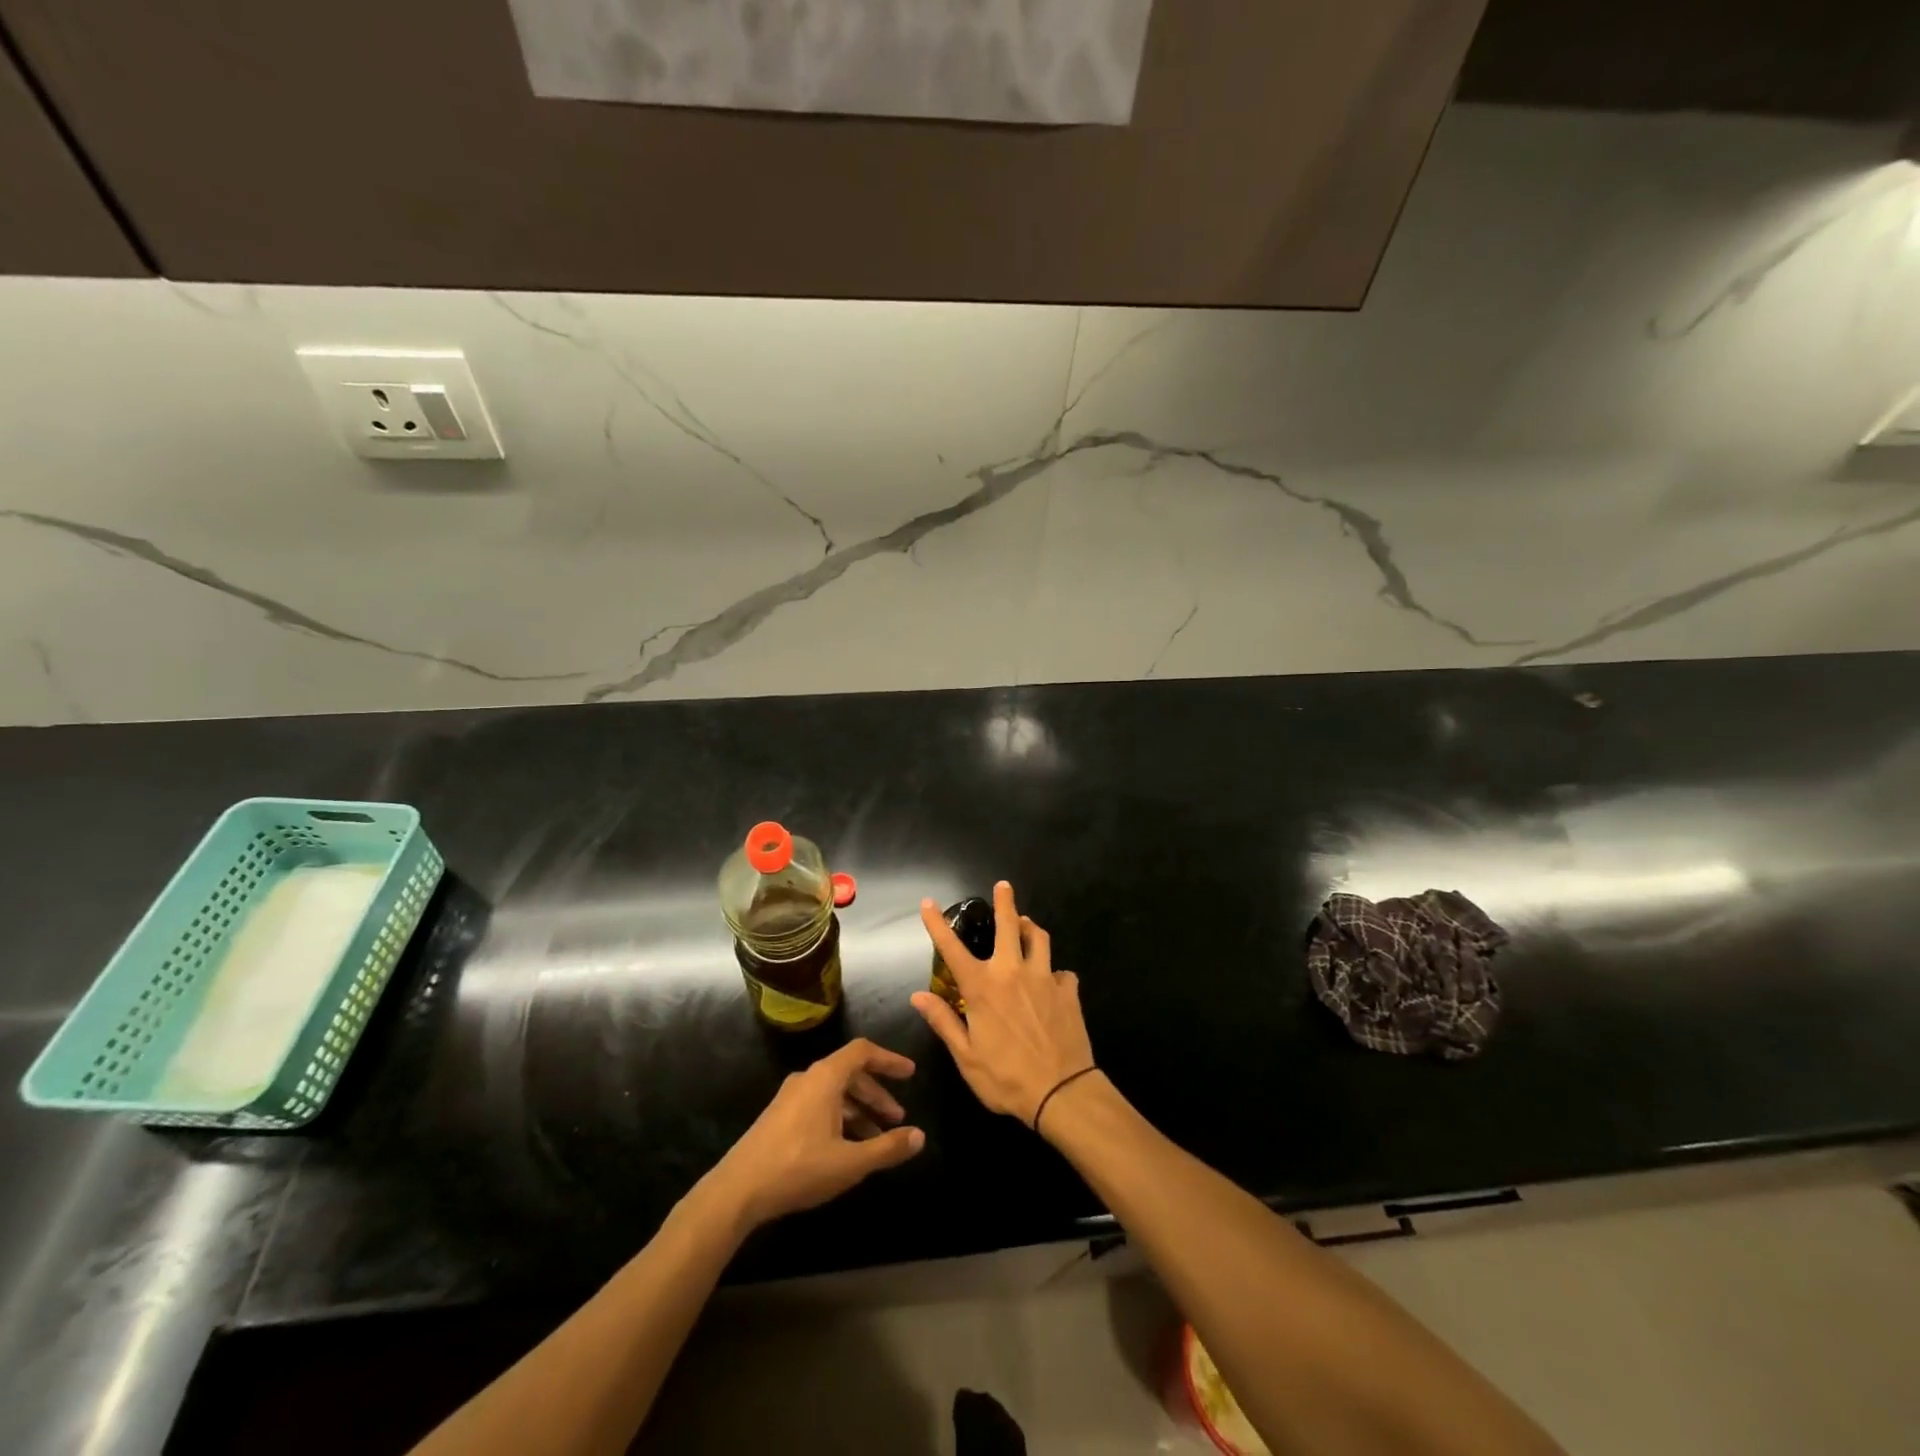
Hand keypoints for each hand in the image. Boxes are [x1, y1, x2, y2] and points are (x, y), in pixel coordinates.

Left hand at [701, 1039, 924, 1231]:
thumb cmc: (798, 1168)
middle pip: (850, 1073)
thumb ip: (887, 1148)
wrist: (737, 1191)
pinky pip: (819, 1105)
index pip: (863, 1052)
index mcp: (825, 1078)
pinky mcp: (779, 1117)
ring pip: (834, 1092)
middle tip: (898, 1117)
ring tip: (877, 1139)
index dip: (889, 1059)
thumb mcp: (850, 1162)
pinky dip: (840, 1118)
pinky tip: (847, 1147)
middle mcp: (808, 1078)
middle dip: (877, 1094)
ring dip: (859, 1110)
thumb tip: (919, 1136)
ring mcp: (790, 1097)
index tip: (910, 1073)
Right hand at [912, 881, 1095, 1128]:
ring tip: (1026, 924)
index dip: (937, 924)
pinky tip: (1054, 980)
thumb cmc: (1006, 1078)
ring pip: (1039, 939)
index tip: (928, 903)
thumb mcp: (966, 1057)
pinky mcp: (1068, 991)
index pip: (952, 949)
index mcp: (983, 988)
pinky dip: (1055, 972)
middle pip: (1009, 925)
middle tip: (1003, 886)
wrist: (1062, 1092)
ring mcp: (1044, 978)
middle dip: (1004, 902)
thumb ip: (944, 1021)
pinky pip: (1062, 972)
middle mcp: (1012, 972)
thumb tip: (918, 995)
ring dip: (1031, 928)